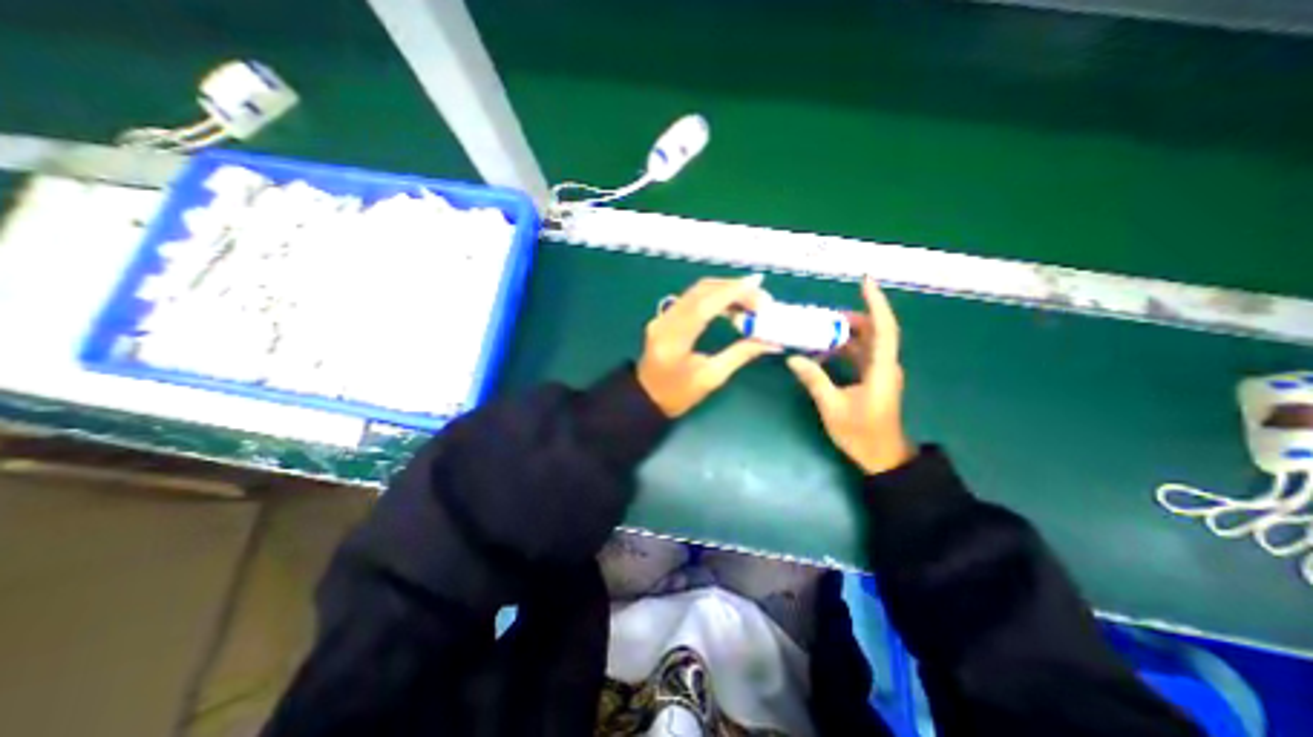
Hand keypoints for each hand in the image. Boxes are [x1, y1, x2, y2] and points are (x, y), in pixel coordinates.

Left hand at [635, 272, 776, 418]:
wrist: (646, 398)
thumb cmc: (678, 395)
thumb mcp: (711, 378)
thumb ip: (739, 355)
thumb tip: (769, 342)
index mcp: (674, 340)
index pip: (703, 306)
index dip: (730, 292)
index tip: (756, 284)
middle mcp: (665, 321)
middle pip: (700, 291)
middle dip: (732, 288)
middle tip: (760, 298)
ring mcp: (662, 317)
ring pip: (696, 291)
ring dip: (724, 291)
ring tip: (750, 302)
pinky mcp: (664, 317)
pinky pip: (691, 298)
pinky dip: (713, 297)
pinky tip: (730, 305)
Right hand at [789, 274, 914, 471]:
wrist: (881, 457)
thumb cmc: (860, 434)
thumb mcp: (833, 408)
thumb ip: (815, 380)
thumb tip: (793, 358)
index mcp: (881, 369)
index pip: (883, 328)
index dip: (876, 303)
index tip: (865, 282)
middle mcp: (885, 366)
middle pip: (874, 331)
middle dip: (852, 318)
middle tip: (824, 315)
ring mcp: (880, 372)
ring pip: (866, 343)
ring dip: (845, 334)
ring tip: (819, 329)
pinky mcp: (874, 379)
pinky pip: (860, 355)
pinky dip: (843, 349)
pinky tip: (823, 351)